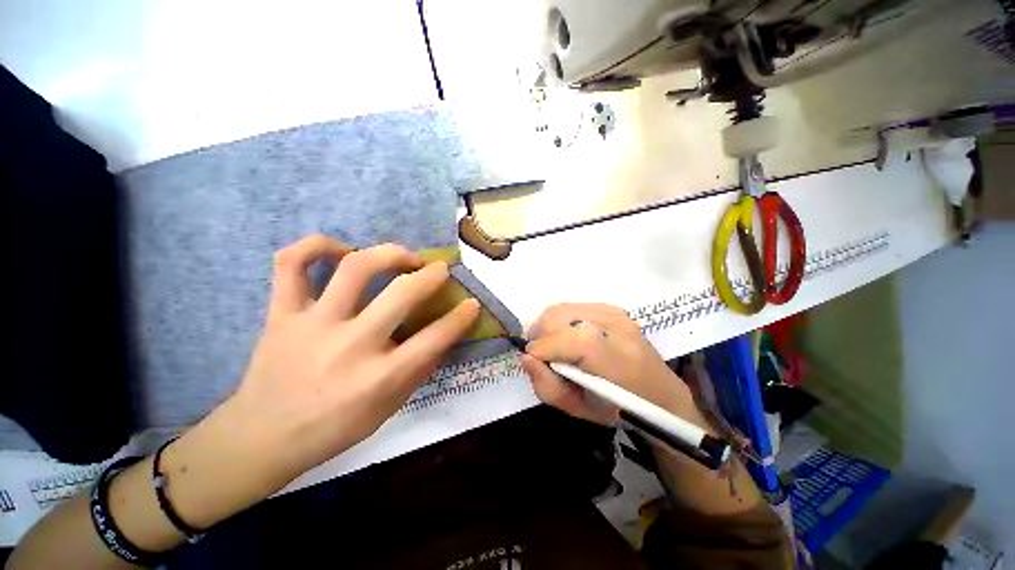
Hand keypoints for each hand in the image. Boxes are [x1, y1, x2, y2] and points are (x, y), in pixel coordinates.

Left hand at [228, 234, 480, 480]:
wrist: (261, 438)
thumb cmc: (333, 429)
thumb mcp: (388, 409)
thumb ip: (418, 371)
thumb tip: (443, 337)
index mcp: (380, 377)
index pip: (434, 339)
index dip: (461, 317)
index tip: (472, 304)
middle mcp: (351, 345)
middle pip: (401, 294)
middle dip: (430, 275)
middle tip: (439, 269)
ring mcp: (313, 325)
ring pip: (354, 268)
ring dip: (388, 253)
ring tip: (401, 256)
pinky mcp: (282, 314)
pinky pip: (291, 264)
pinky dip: (315, 246)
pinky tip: (339, 250)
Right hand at [520, 303, 697, 424]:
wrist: (659, 393)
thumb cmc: (620, 410)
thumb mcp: (579, 411)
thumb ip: (548, 387)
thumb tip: (526, 357)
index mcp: (617, 360)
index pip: (575, 340)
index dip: (545, 347)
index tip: (532, 360)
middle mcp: (618, 328)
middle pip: (561, 316)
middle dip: (540, 335)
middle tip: (541, 355)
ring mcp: (616, 314)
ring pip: (562, 308)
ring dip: (548, 327)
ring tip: (552, 346)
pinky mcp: (612, 308)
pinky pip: (572, 307)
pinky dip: (561, 321)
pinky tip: (567, 337)